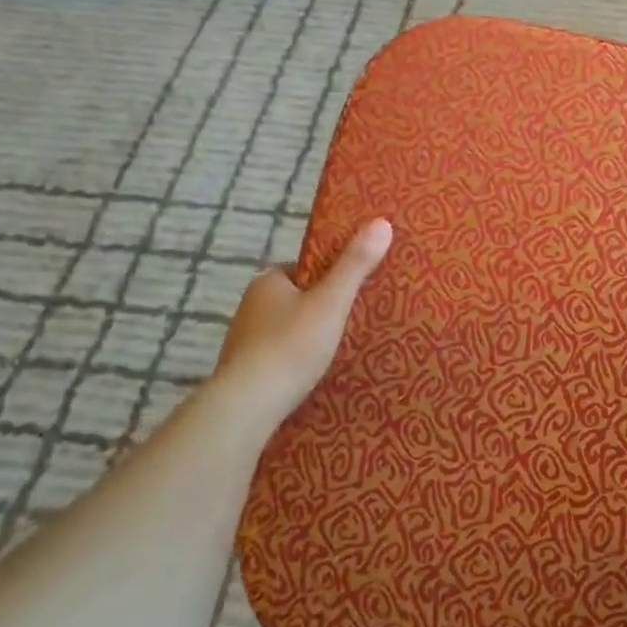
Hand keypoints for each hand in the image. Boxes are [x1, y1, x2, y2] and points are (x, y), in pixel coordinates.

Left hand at [213, 218, 393, 426]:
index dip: (330, 276)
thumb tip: (382, 222)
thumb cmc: (291, 345)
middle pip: (296, 299)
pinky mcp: (244, 370)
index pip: (304, 268)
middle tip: (353, 322)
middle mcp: (250, 305)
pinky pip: (278, 356)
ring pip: (286, 329)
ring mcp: (243, 340)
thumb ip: (355, 265)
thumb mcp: (332, 301)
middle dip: (320, 309)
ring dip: (307, 337)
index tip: (354, 290)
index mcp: (267, 281)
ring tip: (339, 351)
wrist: (248, 405)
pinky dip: (295, 361)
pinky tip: (313, 375)